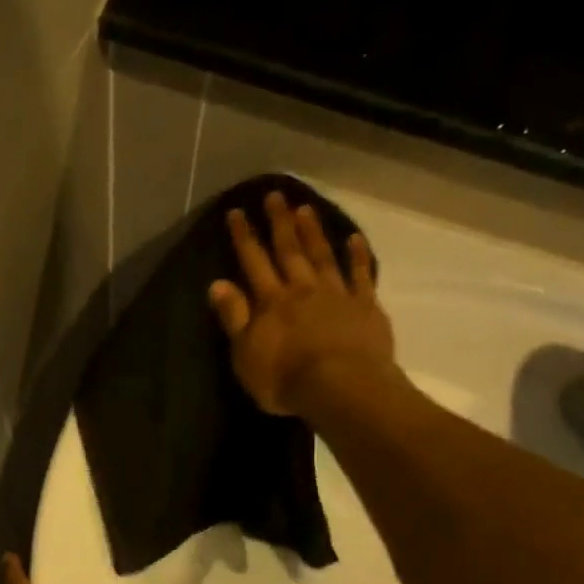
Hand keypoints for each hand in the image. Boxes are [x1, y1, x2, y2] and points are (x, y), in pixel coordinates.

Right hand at [207, 190, 396, 416]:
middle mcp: (302, 290)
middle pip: (289, 251)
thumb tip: (217, 283)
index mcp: (271, 302)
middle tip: (275, 195)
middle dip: (279, 222)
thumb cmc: (285, 379)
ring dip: (313, 232)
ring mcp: (337, 295)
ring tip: (305, 208)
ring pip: (322, 256)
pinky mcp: (365, 307)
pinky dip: (357, 256)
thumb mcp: (245, 355)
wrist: (341, 387)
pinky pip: (361, 275)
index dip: (244, 237)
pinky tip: (354, 239)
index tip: (237, 211)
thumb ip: (234, 318)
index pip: (253, 262)